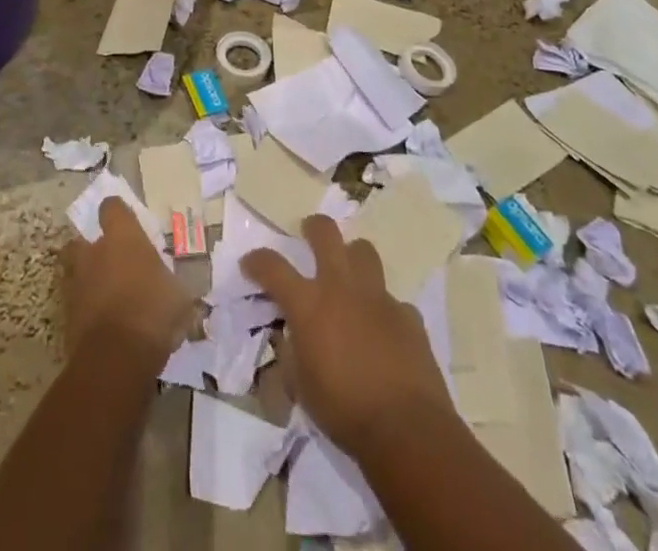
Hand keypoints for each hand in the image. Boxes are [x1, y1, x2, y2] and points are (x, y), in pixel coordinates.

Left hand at [61, 197, 195, 359]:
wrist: (116, 358)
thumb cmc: (153, 312)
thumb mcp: (179, 296)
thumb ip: (171, 285)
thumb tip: (176, 289)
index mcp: (123, 237)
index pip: (112, 207)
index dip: (117, 213)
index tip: (126, 222)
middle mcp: (94, 252)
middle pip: (82, 239)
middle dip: (93, 249)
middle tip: (111, 263)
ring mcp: (77, 283)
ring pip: (75, 271)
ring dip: (87, 279)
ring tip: (105, 295)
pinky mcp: (66, 314)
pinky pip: (75, 303)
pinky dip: (85, 309)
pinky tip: (102, 323)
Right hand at [242, 215, 452, 455]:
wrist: (406, 429)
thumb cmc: (344, 410)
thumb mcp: (301, 387)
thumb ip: (292, 354)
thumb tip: (291, 340)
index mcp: (309, 304)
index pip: (273, 267)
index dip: (257, 261)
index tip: (249, 264)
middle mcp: (341, 288)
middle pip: (325, 233)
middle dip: (313, 228)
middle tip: (308, 234)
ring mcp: (378, 297)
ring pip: (364, 251)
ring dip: (352, 257)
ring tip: (349, 274)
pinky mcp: (407, 315)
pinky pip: (393, 301)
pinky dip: (383, 310)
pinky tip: (383, 331)